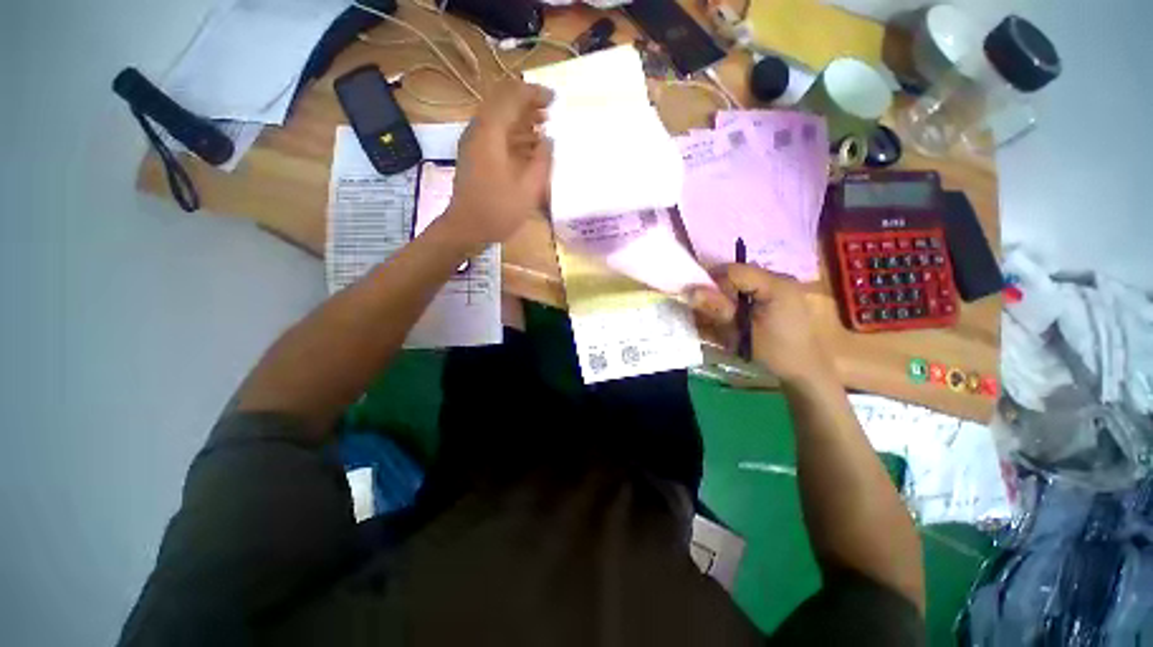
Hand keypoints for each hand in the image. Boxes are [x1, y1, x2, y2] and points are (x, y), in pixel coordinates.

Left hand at [443, 81, 553, 247]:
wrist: (466, 228)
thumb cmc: (498, 211)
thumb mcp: (528, 189)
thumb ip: (542, 160)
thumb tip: (549, 139)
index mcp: (490, 133)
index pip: (512, 97)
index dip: (534, 93)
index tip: (554, 99)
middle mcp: (479, 131)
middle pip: (502, 103)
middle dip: (527, 103)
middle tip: (550, 111)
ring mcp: (474, 143)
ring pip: (498, 118)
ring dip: (521, 118)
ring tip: (544, 126)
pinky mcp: (474, 155)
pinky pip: (495, 134)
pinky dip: (513, 134)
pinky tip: (529, 146)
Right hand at [690, 265, 831, 383]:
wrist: (808, 370)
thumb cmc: (776, 352)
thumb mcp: (742, 332)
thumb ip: (718, 308)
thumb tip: (688, 291)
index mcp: (775, 284)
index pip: (733, 271)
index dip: (709, 280)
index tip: (694, 297)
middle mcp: (779, 278)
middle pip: (737, 274)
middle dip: (717, 289)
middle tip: (704, 308)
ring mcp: (782, 286)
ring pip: (743, 282)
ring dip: (726, 296)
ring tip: (718, 316)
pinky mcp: (781, 296)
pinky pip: (752, 290)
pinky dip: (738, 301)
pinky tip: (734, 317)